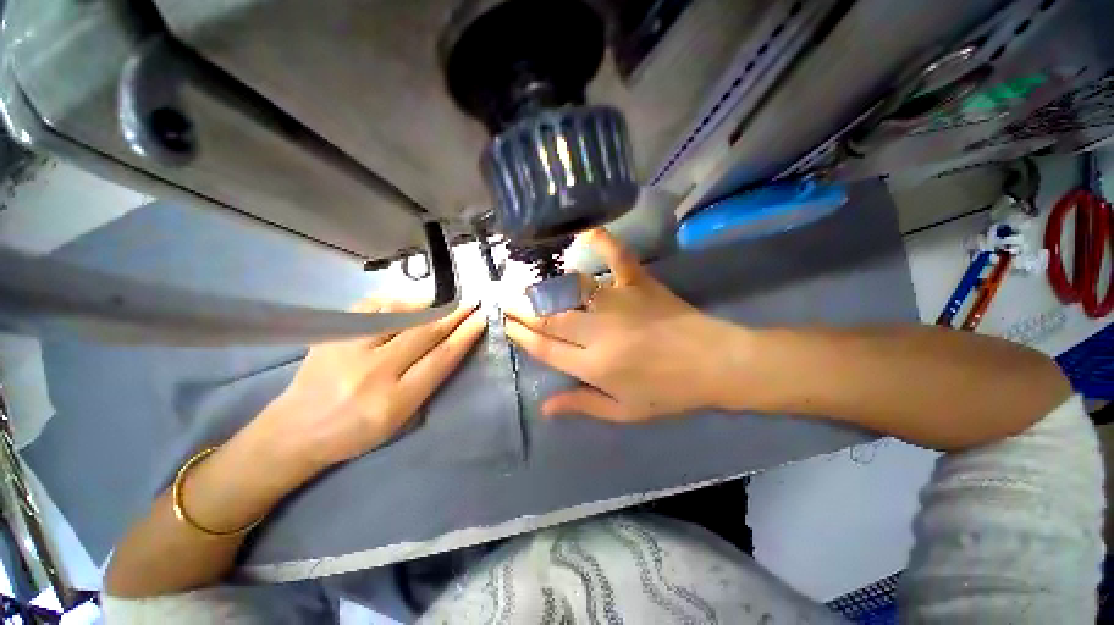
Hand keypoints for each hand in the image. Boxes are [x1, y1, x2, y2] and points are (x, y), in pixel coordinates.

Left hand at [249, 297, 486, 467]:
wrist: (295, 431)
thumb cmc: (355, 433)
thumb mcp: (400, 421)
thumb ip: (427, 383)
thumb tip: (450, 345)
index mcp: (394, 401)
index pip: (440, 359)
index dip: (465, 335)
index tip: (481, 319)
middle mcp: (373, 372)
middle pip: (425, 333)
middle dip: (455, 315)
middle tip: (473, 302)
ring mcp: (349, 349)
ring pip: (399, 314)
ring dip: (429, 305)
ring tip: (445, 302)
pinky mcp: (331, 335)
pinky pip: (370, 307)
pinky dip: (395, 301)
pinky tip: (409, 302)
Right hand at [505, 229, 748, 421]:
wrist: (715, 363)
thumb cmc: (669, 392)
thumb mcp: (625, 411)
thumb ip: (583, 405)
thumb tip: (545, 406)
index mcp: (593, 365)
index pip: (545, 347)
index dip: (521, 336)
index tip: (507, 325)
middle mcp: (598, 331)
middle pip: (549, 317)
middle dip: (523, 309)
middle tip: (506, 300)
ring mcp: (618, 301)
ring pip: (570, 289)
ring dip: (545, 285)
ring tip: (530, 282)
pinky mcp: (638, 282)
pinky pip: (616, 255)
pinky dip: (602, 240)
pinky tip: (585, 228)